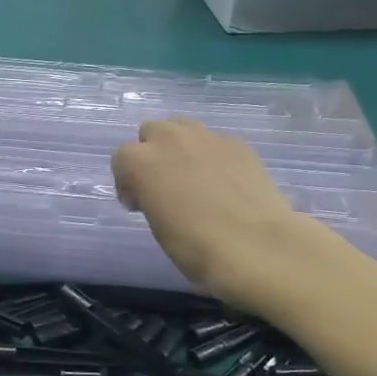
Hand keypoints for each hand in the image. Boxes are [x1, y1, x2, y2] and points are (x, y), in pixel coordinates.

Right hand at [111, 117, 324, 305]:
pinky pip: (215, 142)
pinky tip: (225, 183)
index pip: (121, 160)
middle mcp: (169, 139)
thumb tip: (164, 194)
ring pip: (183, 128)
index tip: (140, 205)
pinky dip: (213, 157)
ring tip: (194, 178)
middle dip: (153, 154)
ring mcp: (206, 137)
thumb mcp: (158, 226)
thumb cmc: (194, 246)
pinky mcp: (238, 143)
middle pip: (151, 132)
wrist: (255, 245)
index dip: (128, 183)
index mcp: (139, 162)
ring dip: (181, 147)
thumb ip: (152, 198)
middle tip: (165, 185)